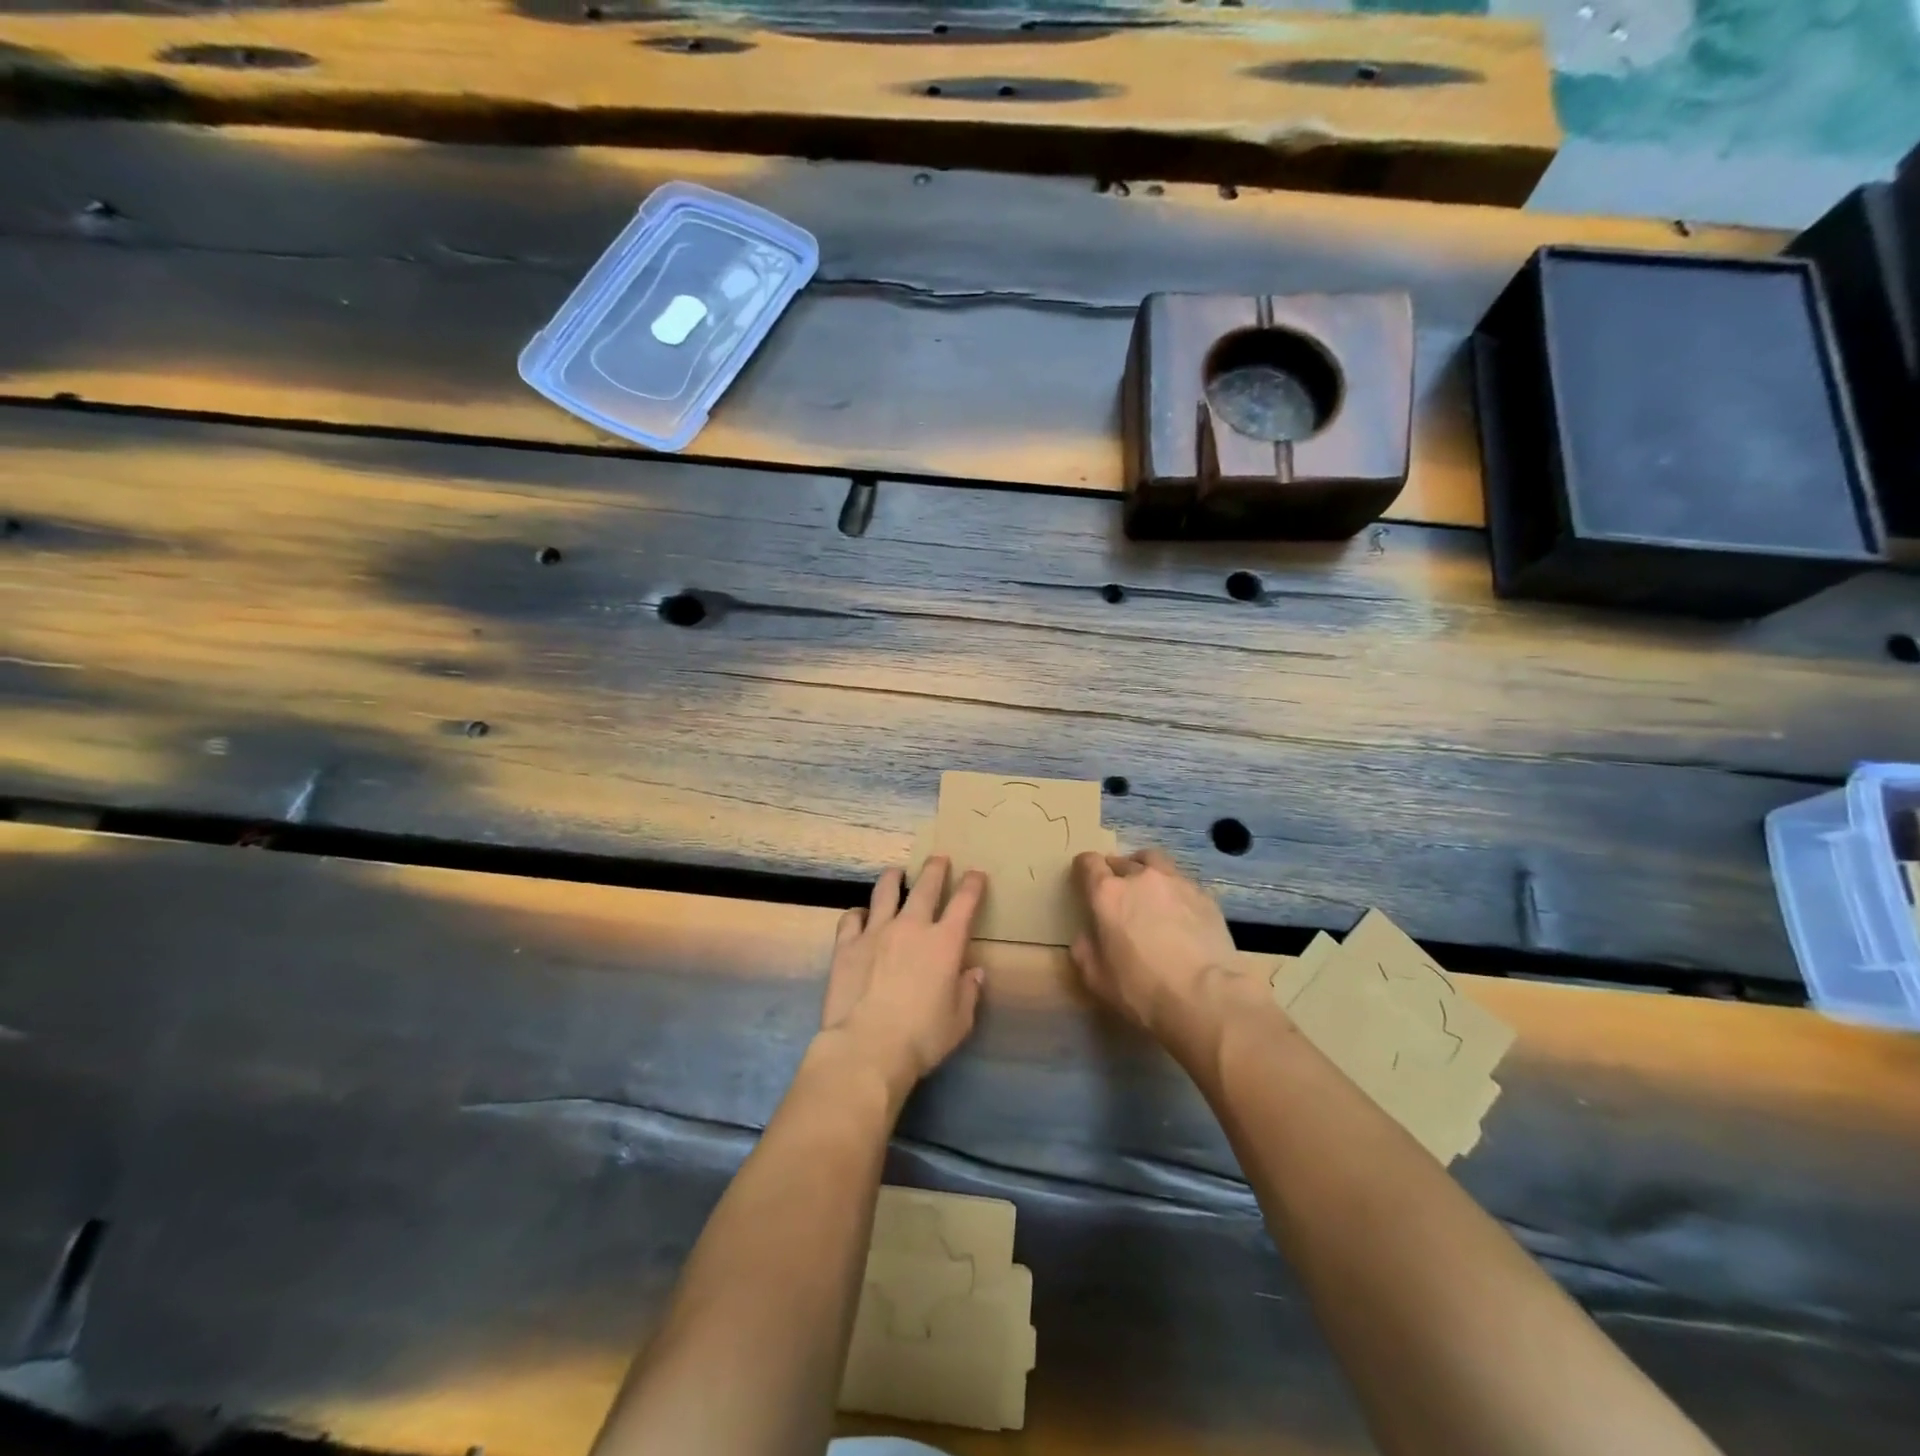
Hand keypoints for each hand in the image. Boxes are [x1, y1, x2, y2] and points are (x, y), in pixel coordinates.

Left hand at [817, 857, 987, 1098]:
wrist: (867, 1046)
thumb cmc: (922, 1037)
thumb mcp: (959, 1021)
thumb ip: (968, 992)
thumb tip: (974, 973)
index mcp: (945, 942)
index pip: (964, 902)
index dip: (973, 884)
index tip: (976, 874)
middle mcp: (911, 927)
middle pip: (926, 886)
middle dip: (935, 868)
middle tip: (938, 858)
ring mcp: (876, 931)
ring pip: (885, 891)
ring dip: (893, 878)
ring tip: (896, 872)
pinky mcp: (847, 944)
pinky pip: (851, 917)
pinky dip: (858, 913)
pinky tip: (860, 915)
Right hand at [1070, 847, 1248, 1056]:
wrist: (1205, 997)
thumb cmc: (1141, 989)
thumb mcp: (1096, 978)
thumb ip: (1085, 949)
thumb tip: (1088, 936)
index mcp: (1108, 894)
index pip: (1089, 863)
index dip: (1084, 868)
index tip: (1083, 878)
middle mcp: (1141, 878)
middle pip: (1122, 861)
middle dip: (1115, 872)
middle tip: (1117, 892)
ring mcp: (1176, 883)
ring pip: (1155, 862)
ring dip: (1145, 870)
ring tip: (1148, 889)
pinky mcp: (1205, 896)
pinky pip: (1182, 883)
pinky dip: (1174, 890)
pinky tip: (1179, 911)